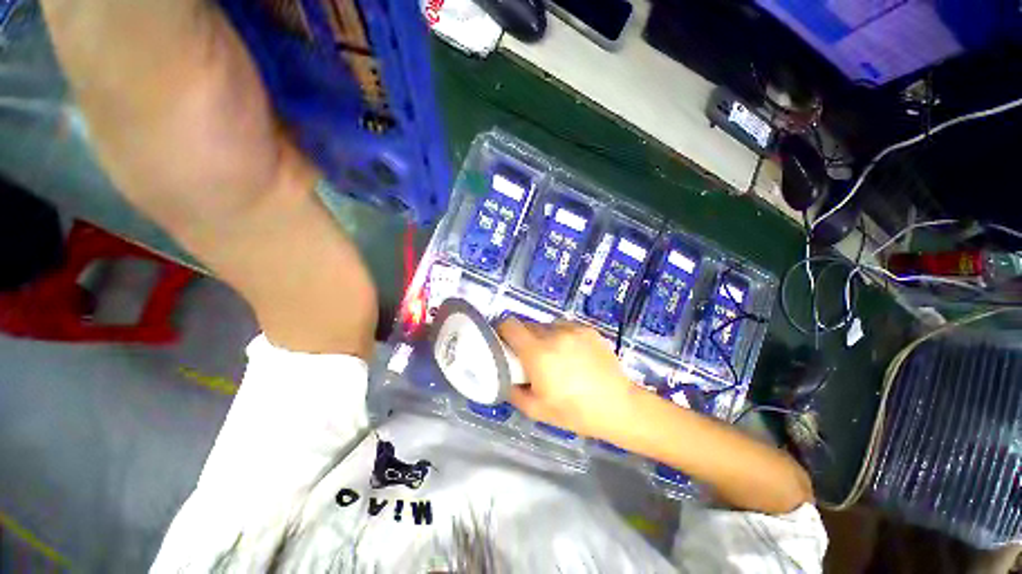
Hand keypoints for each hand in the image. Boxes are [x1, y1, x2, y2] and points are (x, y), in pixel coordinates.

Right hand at [496, 318, 643, 439]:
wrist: (618, 405)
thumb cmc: (574, 412)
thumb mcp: (536, 410)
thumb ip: (512, 390)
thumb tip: (504, 375)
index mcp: (538, 353)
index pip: (510, 325)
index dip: (502, 330)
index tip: (504, 342)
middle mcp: (554, 334)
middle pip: (527, 325)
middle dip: (523, 338)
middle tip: (530, 356)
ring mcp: (573, 329)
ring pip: (546, 325)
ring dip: (543, 337)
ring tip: (554, 356)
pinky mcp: (587, 329)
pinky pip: (564, 327)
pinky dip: (561, 336)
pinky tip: (572, 354)